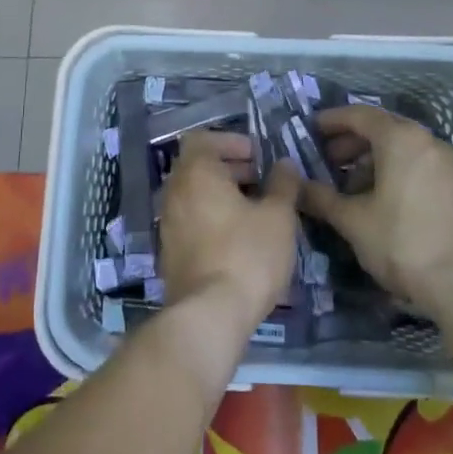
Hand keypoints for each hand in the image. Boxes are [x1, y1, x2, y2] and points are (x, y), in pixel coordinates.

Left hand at [158, 131, 301, 333]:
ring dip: (222, 195)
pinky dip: (212, 219)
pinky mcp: (170, 253)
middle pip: (198, 166)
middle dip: (231, 168)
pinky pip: (191, 221)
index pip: (202, 138)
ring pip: (195, 195)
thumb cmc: (247, 254)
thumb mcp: (278, 217)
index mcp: (196, 172)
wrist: (209, 315)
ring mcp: (168, 223)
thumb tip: (284, 164)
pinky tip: (239, 240)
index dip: (231, 141)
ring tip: (256, 212)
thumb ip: (283, 184)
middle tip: (262, 182)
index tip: (257, 156)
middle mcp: (175, 191)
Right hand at [302, 104, 452, 310]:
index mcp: (400, 139)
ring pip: (402, 148)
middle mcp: (426, 141)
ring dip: (372, 159)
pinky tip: (381, 200)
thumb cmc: (403, 243)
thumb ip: (321, 198)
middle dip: (351, 141)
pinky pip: (418, 165)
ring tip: (351, 185)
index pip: (359, 115)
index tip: (311, 128)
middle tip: (327, 159)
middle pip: (382, 128)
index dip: (332, 120)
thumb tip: (296, 186)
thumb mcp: (353, 221)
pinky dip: (395, 171)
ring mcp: (447, 163)